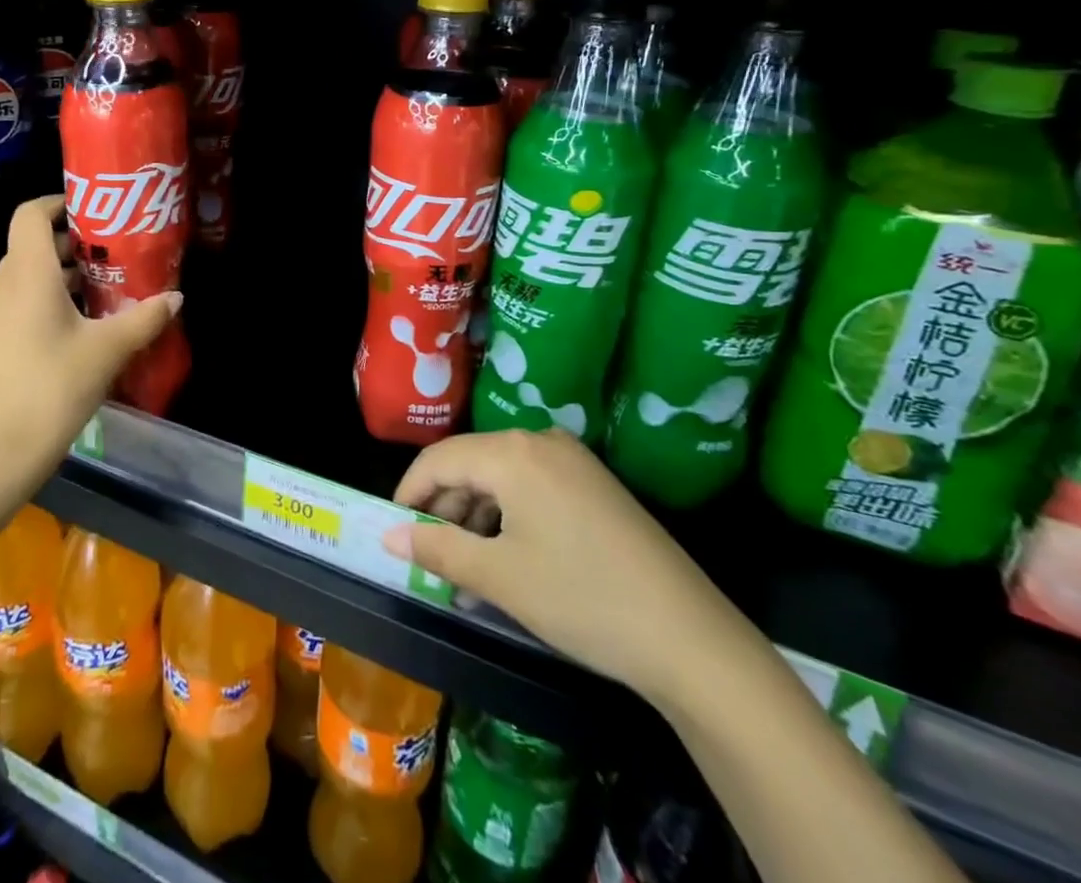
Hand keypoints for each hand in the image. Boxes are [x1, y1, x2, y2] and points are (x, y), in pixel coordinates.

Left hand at [0, 195, 181, 484]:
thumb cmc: (54, 387)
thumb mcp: (108, 350)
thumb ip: (144, 318)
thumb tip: (176, 296)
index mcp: (27, 273)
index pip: (31, 214)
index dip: (59, 203)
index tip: (94, 212)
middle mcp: (2, 284)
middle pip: (32, 244)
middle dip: (73, 243)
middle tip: (113, 254)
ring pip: (25, 275)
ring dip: (61, 275)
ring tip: (103, 291)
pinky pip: (17, 302)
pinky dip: (45, 300)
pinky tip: (76, 328)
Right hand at [382, 430, 755, 704]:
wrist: (691, 639)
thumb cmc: (581, 599)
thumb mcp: (499, 577)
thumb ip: (437, 548)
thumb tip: (389, 535)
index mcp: (513, 452)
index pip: (439, 459)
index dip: (409, 493)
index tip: (393, 530)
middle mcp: (541, 441)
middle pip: (471, 463)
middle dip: (444, 508)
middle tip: (430, 556)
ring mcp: (573, 461)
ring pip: (501, 476)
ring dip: (476, 516)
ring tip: (465, 567)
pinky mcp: (595, 484)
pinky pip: (532, 487)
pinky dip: (508, 516)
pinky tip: (506, 557)